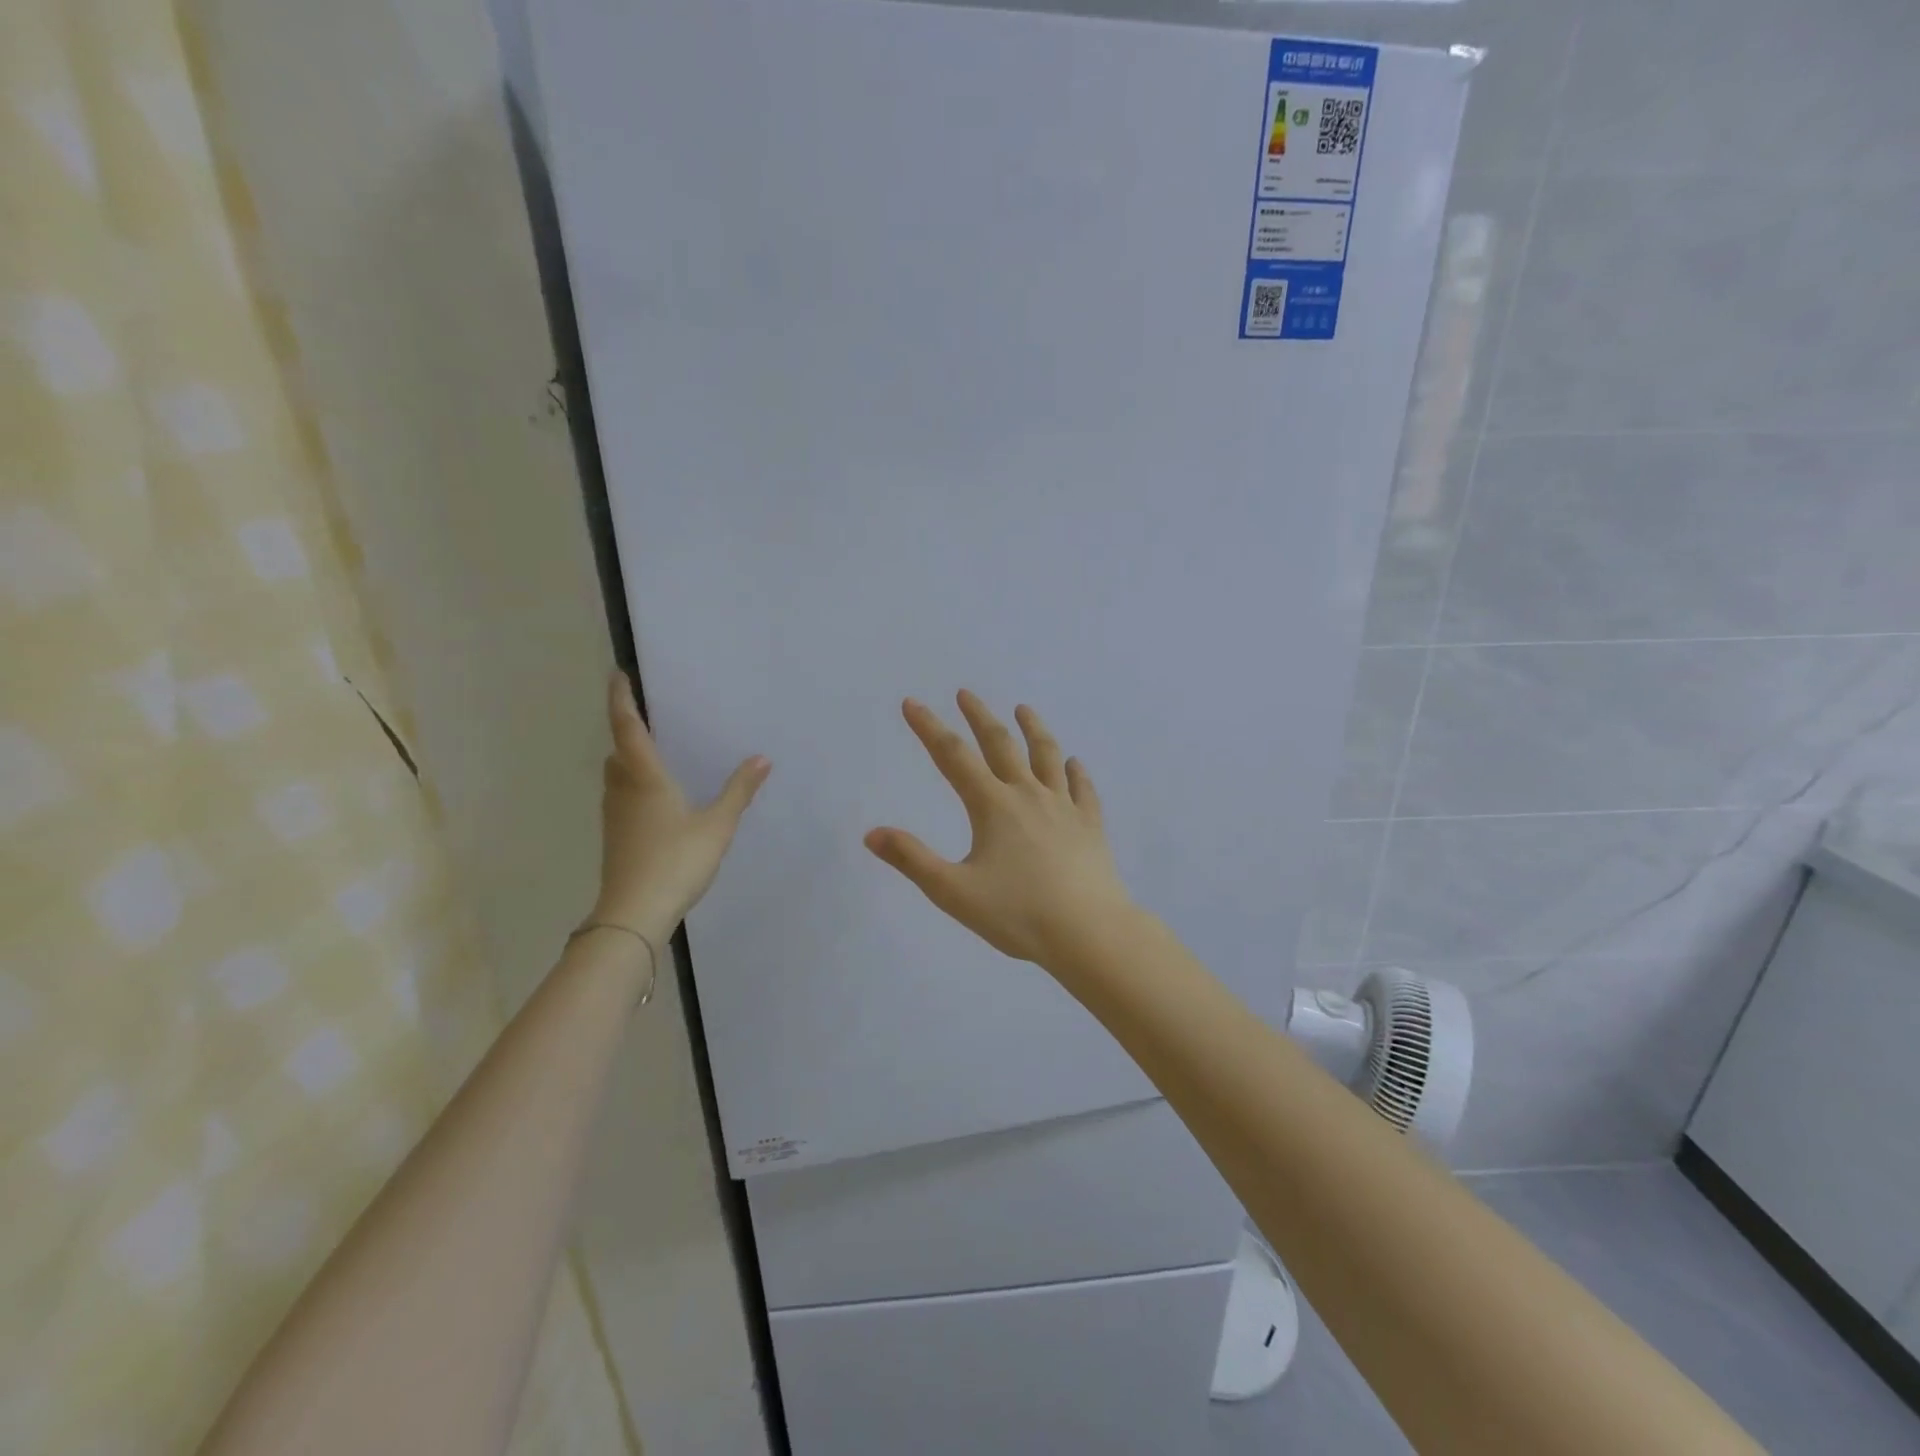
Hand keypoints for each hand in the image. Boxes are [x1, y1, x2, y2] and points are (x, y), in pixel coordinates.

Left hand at [592, 672, 769, 940]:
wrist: (634, 913)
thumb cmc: (677, 861)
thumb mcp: (717, 825)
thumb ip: (739, 790)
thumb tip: (762, 758)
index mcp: (645, 777)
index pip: (628, 728)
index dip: (621, 699)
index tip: (618, 674)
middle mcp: (624, 789)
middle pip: (618, 749)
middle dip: (627, 729)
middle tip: (647, 715)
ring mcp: (615, 814)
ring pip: (617, 774)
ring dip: (629, 757)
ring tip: (654, 752)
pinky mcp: (615, 836)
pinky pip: (621, 795)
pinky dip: (633, 783)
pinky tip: (656, 798)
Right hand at [865, 691, 1135, 969]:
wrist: (1089, 932)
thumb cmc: (1018, 914)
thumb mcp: (954, 892)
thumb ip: (912, 860)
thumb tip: (872, 834)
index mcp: (993, 807)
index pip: (953, 757)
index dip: (929, 728)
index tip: (912, 702)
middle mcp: (1028, 795)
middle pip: (1001, 745)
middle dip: (979, 717)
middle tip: (966, 693)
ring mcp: (1064, 807)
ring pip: (1047, 756)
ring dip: (1033, 729)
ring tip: (1023, 709)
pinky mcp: (1090, 826)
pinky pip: (1082, 789)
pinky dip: (1076, 772)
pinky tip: (1074, 763)